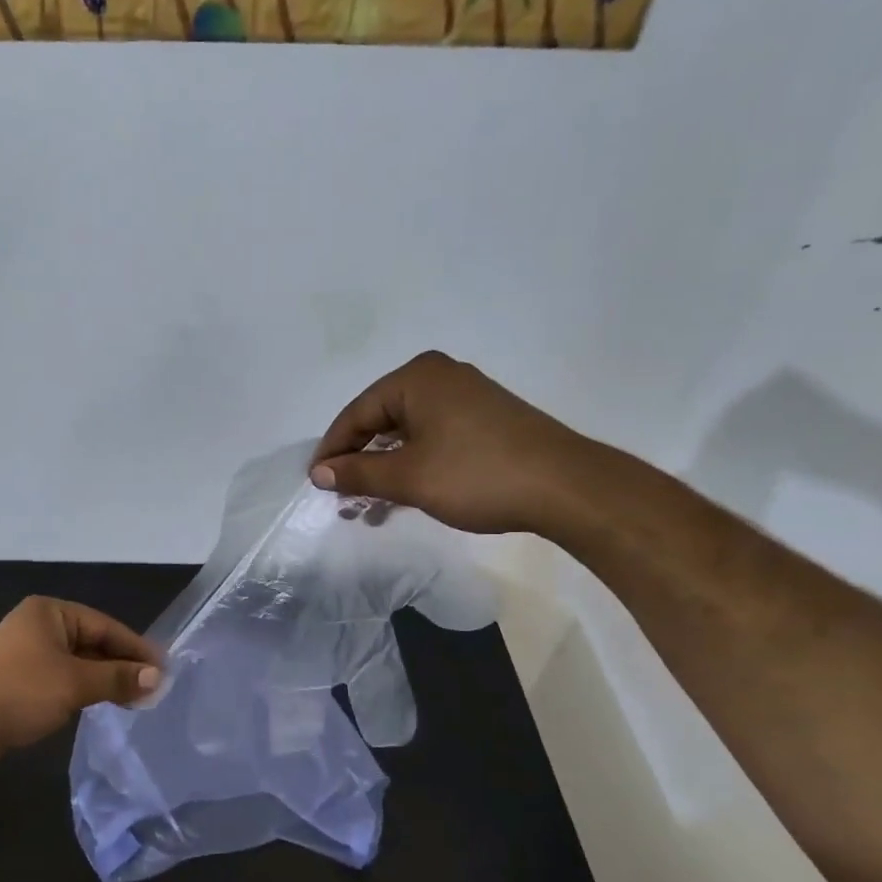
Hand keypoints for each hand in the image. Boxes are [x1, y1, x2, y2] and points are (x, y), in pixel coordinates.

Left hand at [0, 597, 162, 752]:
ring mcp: (26, 653)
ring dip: (103, 679)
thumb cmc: (21, 692)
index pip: (104, 626)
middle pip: (92, 642)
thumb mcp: (75, 682)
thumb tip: (157, 677)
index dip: (135, 648)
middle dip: (121, 665)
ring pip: (77, 662)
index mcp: (50, 613)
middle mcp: (38, 625)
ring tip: (134, 699)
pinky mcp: (19, 679)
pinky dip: (82, 688)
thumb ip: (117, 677)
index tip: (163, 669)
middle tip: (153, 688)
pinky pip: (61, 678)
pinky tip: (100, 704)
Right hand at [310, 351, 597, 534]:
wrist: (566, 487)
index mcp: (417, 377)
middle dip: (359, 461)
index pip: (357, 413)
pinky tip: (405, 494)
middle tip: (341, 496)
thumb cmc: (476, 474)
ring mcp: (466, 396)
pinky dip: (413, 463)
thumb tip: (319, 472)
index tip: (316, 483)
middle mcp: (440, 376)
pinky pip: (432, 437)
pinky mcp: (485, 418)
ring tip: (369, 505)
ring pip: (407, 432)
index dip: (333, 450)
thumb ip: (358, 473)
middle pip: (381, 419)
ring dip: (385, 468)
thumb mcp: (408, 478)